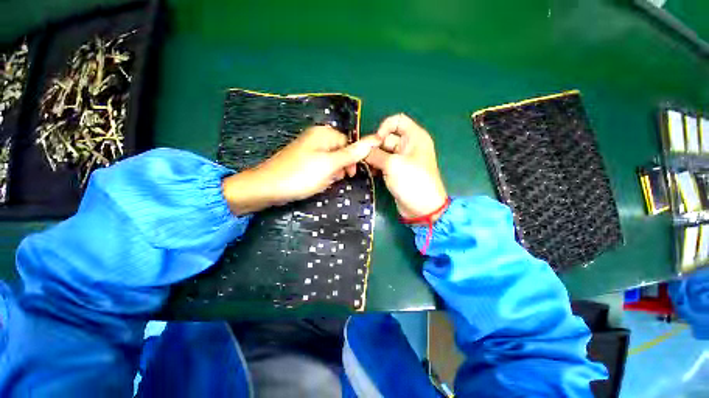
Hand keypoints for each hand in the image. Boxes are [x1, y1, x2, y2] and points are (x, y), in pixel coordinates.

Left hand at [222, 126, 379, 214]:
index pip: (348, 143)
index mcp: (324, 134)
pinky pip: (320, 166)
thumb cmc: (301, 175)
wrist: (268, 187)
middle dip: (340, 168)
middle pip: (339, 152)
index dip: (352, 159)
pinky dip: (322, 175)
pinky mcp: (303, 160)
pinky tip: (315, 183)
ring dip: (331, 173)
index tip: (350, 174)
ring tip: (322, 182)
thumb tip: (374, 139)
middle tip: (333, 179)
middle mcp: (316, 138)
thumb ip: (352, 153)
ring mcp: (308, 149)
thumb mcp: (330, 165)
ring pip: (330, 161)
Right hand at [365, 114, 447, 221]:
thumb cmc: (412, 182)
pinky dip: (377, 166)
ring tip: (366, 167)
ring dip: (373, 158)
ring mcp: (402, 159)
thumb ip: (375, 154)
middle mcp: (409, 145)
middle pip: (387, 138)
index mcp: (414, 137)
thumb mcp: (393, 165)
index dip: (384, 127)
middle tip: (363, 157)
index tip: (375, 142)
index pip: (397, 121)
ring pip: (383, 152)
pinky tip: (372, 173)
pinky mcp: (396, 171)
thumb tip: (362, 150)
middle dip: (374, 146)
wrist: (422, 208)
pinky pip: (383, 163)